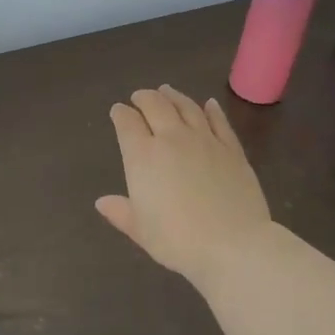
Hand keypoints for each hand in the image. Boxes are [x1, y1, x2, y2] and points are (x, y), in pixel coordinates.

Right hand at [95, 85, 272, 285]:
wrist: (233, 244)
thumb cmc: (178, 241)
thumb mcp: (141, 231)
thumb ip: (121, 212)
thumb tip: (101, 202)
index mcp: (143, 156)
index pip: (127, 123)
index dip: (120, 114)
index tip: (118, 111)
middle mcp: (171, 139)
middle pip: (155, 105)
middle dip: (144, 97)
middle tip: (139, 96)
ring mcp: (204, 140)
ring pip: (186, 106)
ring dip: (174, 96)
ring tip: (167, 90)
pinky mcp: (231, 148)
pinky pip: (219, 121)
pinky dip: (211, 109)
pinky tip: (208, 104)